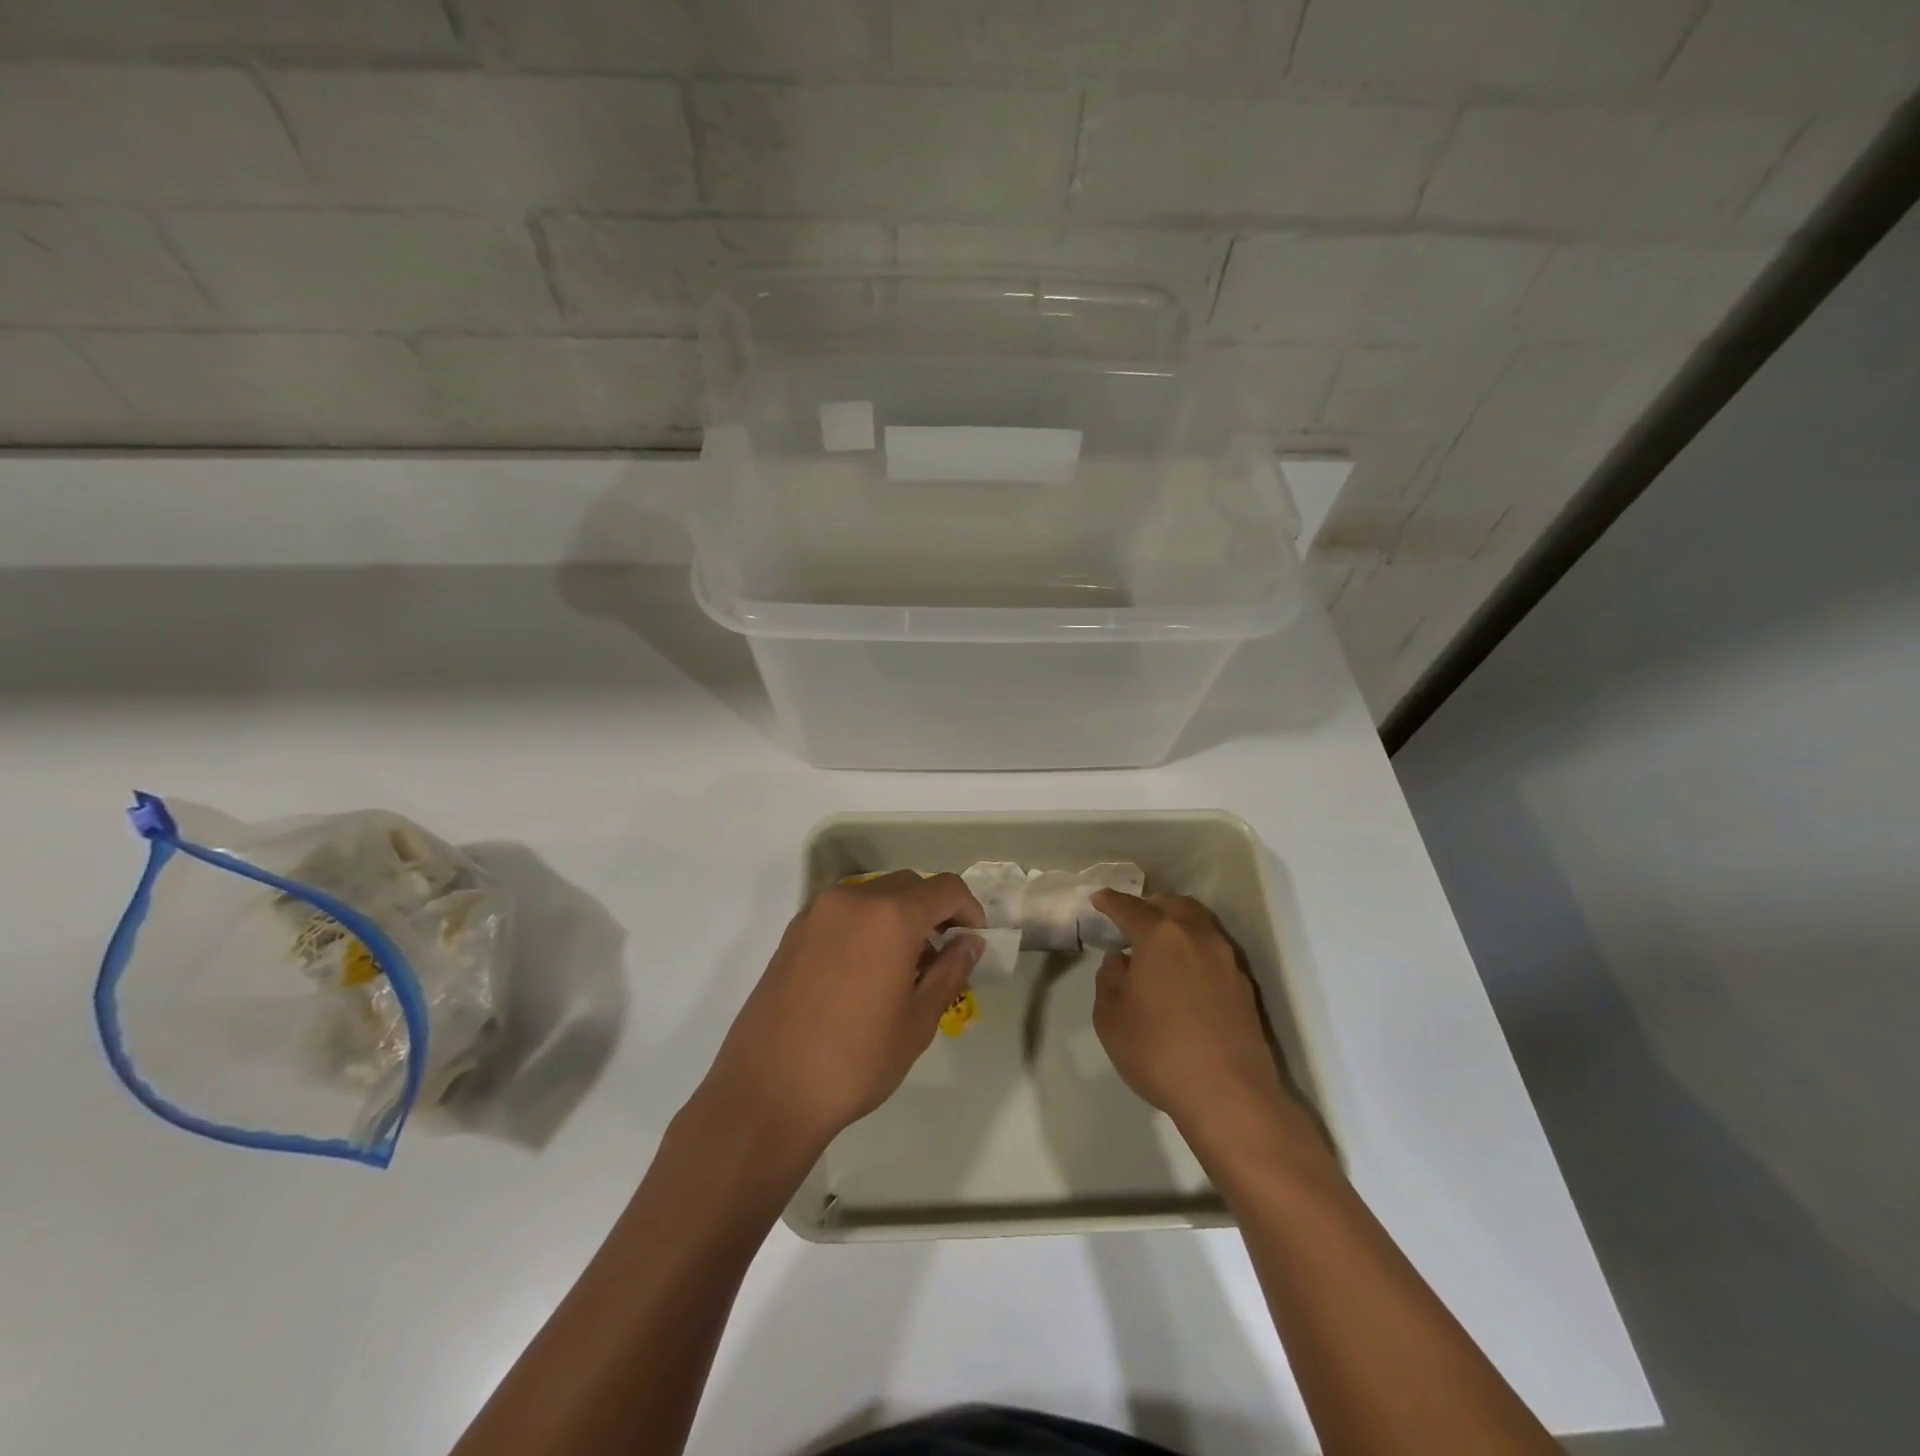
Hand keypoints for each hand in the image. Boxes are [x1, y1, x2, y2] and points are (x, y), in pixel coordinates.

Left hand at [697, 871, 985, 1159]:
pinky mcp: (793, 932)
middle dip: (933, 911)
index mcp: (890, 916)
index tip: (974, 939)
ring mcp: (817, 912)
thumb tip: (969, 942)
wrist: (767, 1091)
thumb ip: (950, 971)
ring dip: (898, 916)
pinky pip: (844, 911)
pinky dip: (867, 924)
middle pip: (908, 885)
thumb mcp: (917, 1021)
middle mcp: (853, 899)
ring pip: (874, 895)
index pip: (945, 888)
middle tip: (943, 954)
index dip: (969, 908)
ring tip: (903, 966)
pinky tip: (865, 970)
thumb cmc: (855, 1061)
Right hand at [1090, 890, 1293, 1135]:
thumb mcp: (1110, 1016)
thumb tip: (1123, 961)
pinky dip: (1194, 950)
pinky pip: (1213, 952)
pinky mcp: (1244, 986)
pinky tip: (1183, 975)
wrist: (1229, 1095)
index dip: (1111, 901)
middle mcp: (1197, 937)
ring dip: (1177, 925)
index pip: (1130, 908)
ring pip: (1199, 925)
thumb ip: (1110, 978)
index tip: (1098, 898)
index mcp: (1161, 936)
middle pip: (1173, 905)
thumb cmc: (1159, 1051)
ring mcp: (1226, 960)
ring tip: (1160, 946)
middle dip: (1151, 906)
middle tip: (1133, 919)